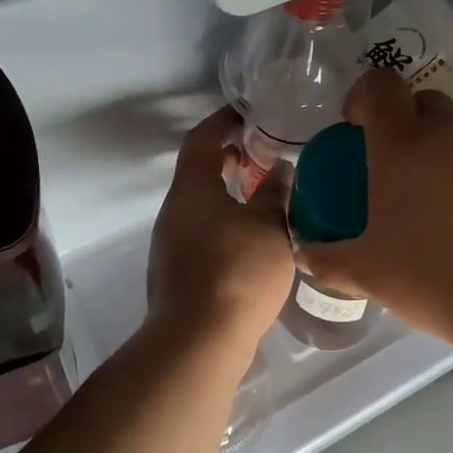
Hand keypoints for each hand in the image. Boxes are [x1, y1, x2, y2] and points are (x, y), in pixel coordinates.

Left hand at [146, 108, 295, 351]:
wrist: (199, 339)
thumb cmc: (237, 271)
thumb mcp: (269, 225)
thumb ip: (275, 192)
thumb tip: (280, 168)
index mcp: (191, 190)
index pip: (201, 139)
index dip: (222, 121)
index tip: (246, 113)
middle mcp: (174, 212)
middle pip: (198, 173)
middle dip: (229, 159)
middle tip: (263, 154)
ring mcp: (172, 245)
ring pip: (201, 206)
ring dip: (228, 194)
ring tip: (265, 196)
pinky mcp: (179, 273)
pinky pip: (203, 233)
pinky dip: (226, 223)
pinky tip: (254, 240)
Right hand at [294, 69, 452, 350]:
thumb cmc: (434, 277)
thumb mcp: (369, 273)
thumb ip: (329, 260)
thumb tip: (303, 256)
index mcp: (402, 144)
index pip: (380, 86)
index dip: (363, 95)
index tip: (355, 124)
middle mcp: (449, 132)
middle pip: (424, 98)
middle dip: (405, 117)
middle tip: (396, 159)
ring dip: (446, 133)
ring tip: (439, 177)